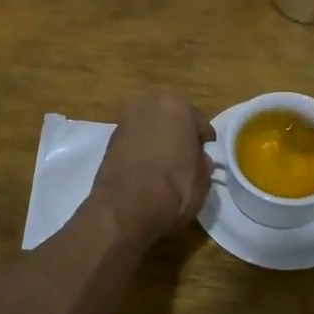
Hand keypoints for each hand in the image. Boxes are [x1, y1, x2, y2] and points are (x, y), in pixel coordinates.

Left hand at [90, 92, 215, 244]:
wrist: (126, 208)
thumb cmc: (174, 186)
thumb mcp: (203, 178)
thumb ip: (202, 162)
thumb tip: (198, 160)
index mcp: (175, 105)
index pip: (199, 123)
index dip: (205, 143)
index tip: (206, 159)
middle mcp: (147, 105)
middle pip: (171, 120)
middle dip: (177, 137)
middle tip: (185, 161)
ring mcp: (124, 122)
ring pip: (150, 131)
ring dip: (156, 144)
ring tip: (163, 170)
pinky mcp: (108, 142)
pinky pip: (134, 145)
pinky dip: (140, 154)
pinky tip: (145, 174)